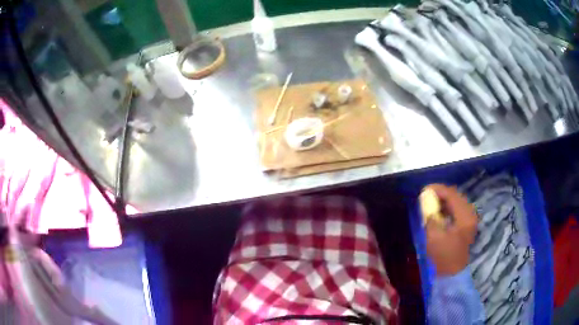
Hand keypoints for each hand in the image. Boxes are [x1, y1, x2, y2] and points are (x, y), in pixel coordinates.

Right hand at [424, 184, 477, 275]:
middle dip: (440, 193)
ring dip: (444, 200)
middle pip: (455, 195)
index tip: (424, 190)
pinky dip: (447, 207)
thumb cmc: (444, 256)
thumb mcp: (434, 236)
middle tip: (426, 195)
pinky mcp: (467, 224)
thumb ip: (431, 216)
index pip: (452, 194)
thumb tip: (426, 200)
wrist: (453, 273)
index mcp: (464, 216)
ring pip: (457, 202)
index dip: (437, 189)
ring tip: (430, 202)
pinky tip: (439, 212)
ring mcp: (470, 219)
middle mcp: (470, 213)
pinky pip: (457, 209)